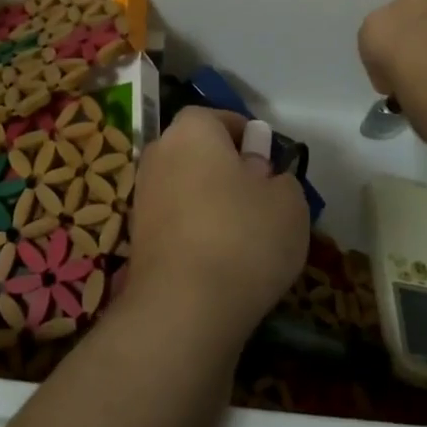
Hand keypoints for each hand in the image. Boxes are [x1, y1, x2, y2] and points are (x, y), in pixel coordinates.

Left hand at [124, 108, 308, 352]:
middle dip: (228, 170)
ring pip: (187, 188)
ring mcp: (142, 196)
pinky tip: (221, 261)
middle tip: (261, 200)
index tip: (270, 164)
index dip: (248, 138)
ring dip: (211, 203)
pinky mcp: (137, 237)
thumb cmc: (243, 238)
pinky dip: (196, 232)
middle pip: (200, 153)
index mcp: (192, 130)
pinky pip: (177, 221)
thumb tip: (261, 178)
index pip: (220, 118)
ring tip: (245, 237)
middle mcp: (159, 153)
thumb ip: (280, 179)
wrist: (183, 308)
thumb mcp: (289, 203)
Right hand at [358, 0, 426, 149]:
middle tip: (425, 76)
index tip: (397, 90)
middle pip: (404, 22)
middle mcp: (412, 5)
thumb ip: (403, 83)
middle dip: (411, 43)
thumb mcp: (405, 106)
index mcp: (380, 27)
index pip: (371, 46)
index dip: (384, 70)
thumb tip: (418, 82)